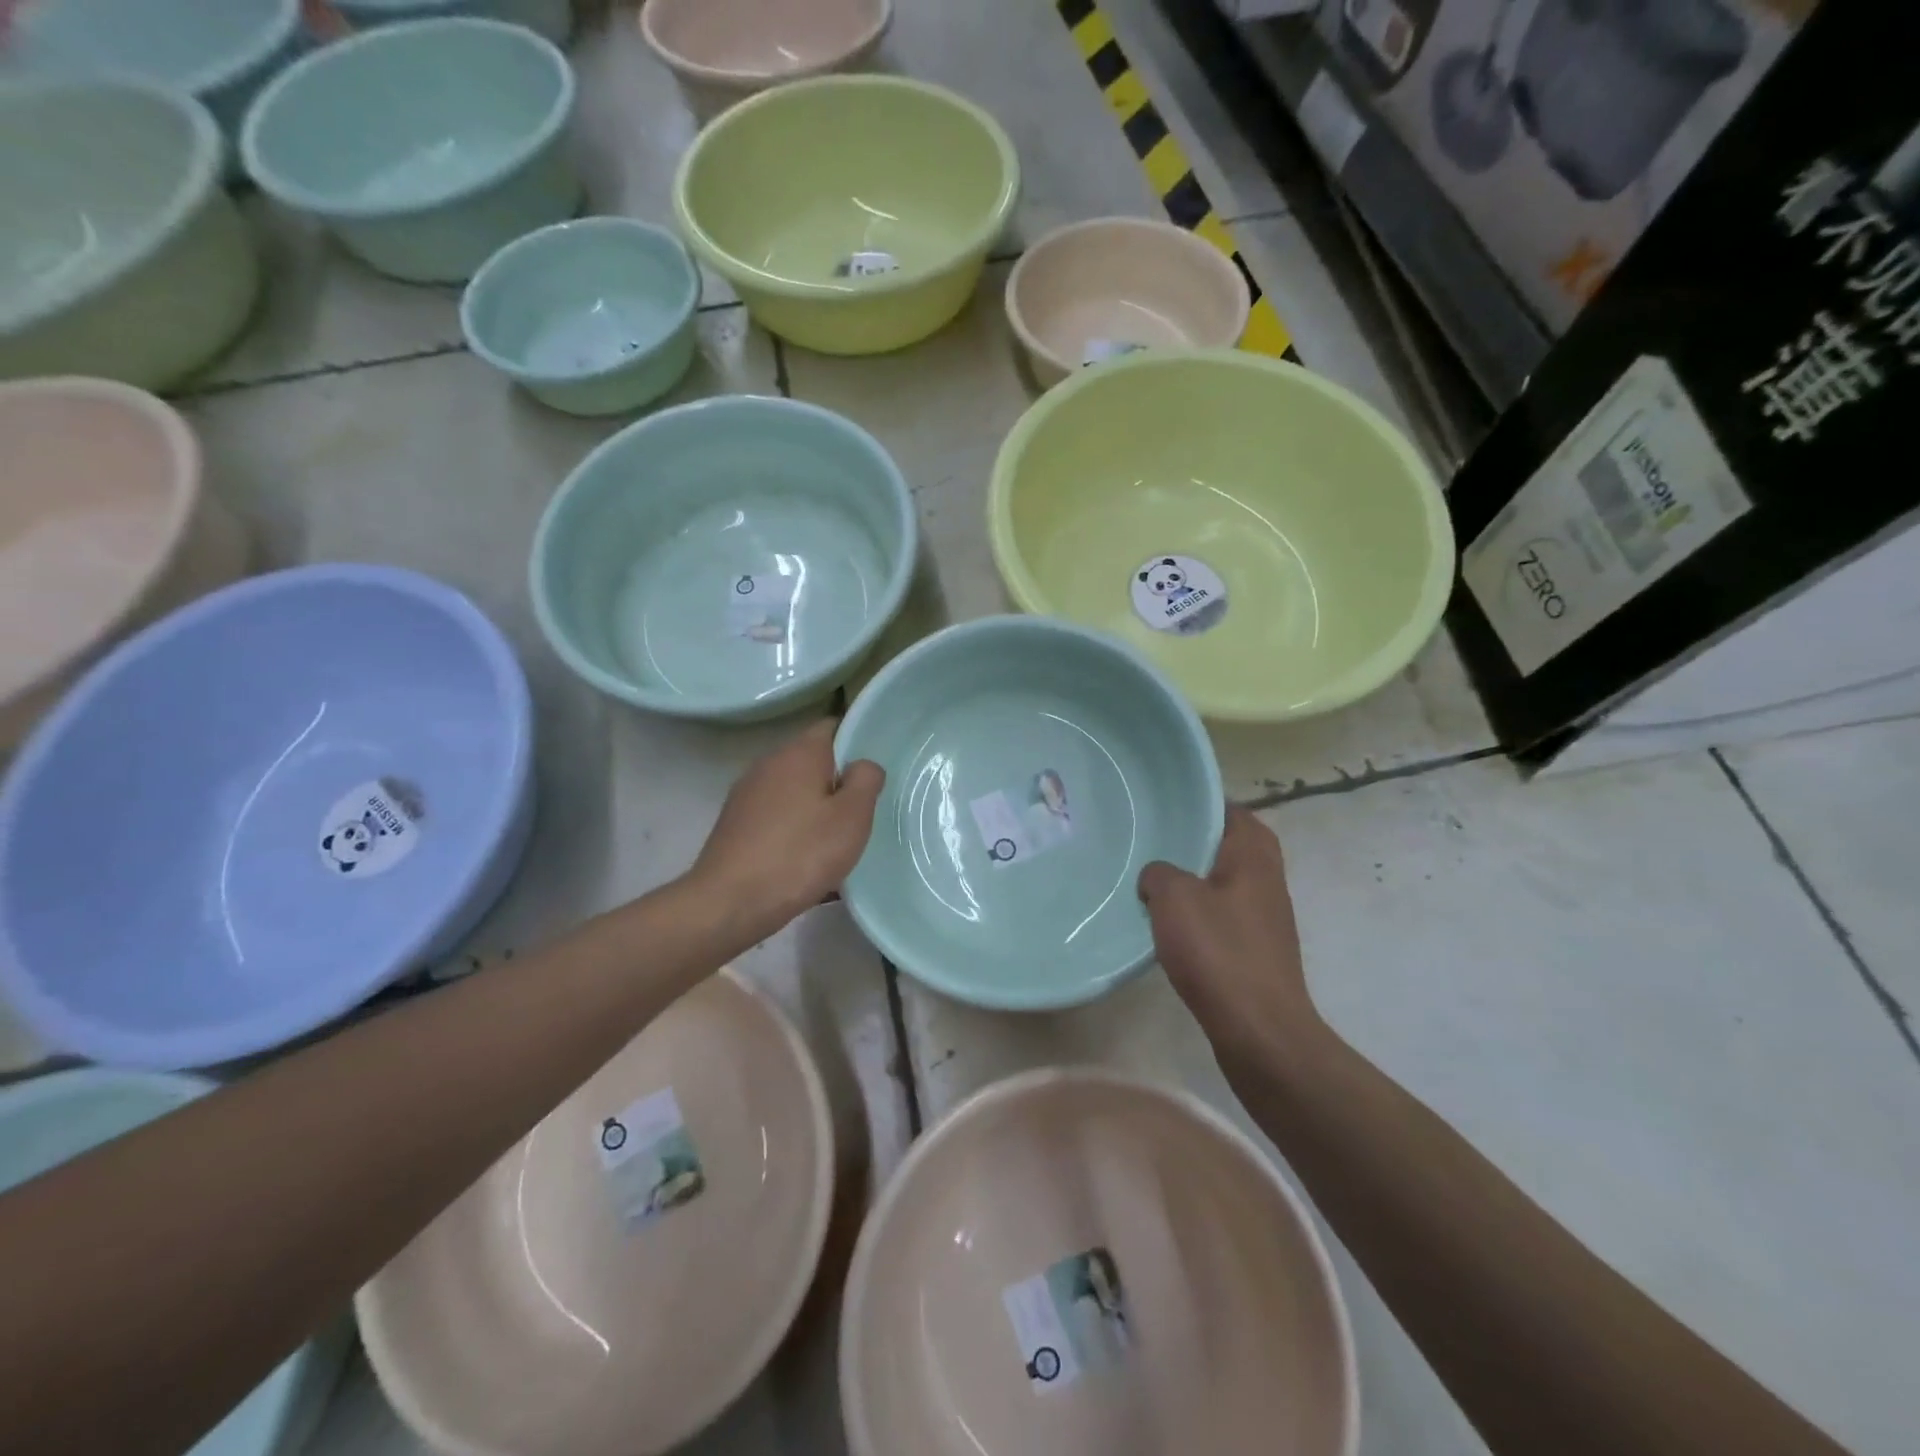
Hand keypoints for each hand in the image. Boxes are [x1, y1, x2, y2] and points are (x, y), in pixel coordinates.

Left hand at [687, 719, 884, 940]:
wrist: (730, 902)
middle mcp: (769, 763)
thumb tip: (863, 765)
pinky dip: (794, 828)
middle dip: (837, 780)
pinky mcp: (735, 823)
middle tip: (863, 810)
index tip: (874, 770)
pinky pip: (776, 816)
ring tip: (836, 839)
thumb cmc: (800, 854)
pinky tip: (805, 859)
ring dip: (815, 807)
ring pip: (794, 790)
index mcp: (799, 753)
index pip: (833, 726)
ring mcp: (747, 793)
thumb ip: (866, 780)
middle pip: (812, 759)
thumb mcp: (852, 817)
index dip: (857, 740)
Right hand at [1138, 806, 1323, 1072]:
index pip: (1234, 811)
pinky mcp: (1257, 950)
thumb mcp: (1174, 899)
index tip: (1168, 805)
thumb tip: (1157, 876)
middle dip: (1197, 842)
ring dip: (1196, 879)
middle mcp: (1267, 880)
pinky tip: (1170, 925)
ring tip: (1155, 879)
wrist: (1259, 1030)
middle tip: (1156, 841)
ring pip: (1227, 881)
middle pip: (1232, 845)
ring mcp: (1265, 918)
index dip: (1203, 804)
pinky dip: (1201, 912)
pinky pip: (1225, 914)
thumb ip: (1159, 874)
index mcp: (1254, 857)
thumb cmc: (1219, 952)